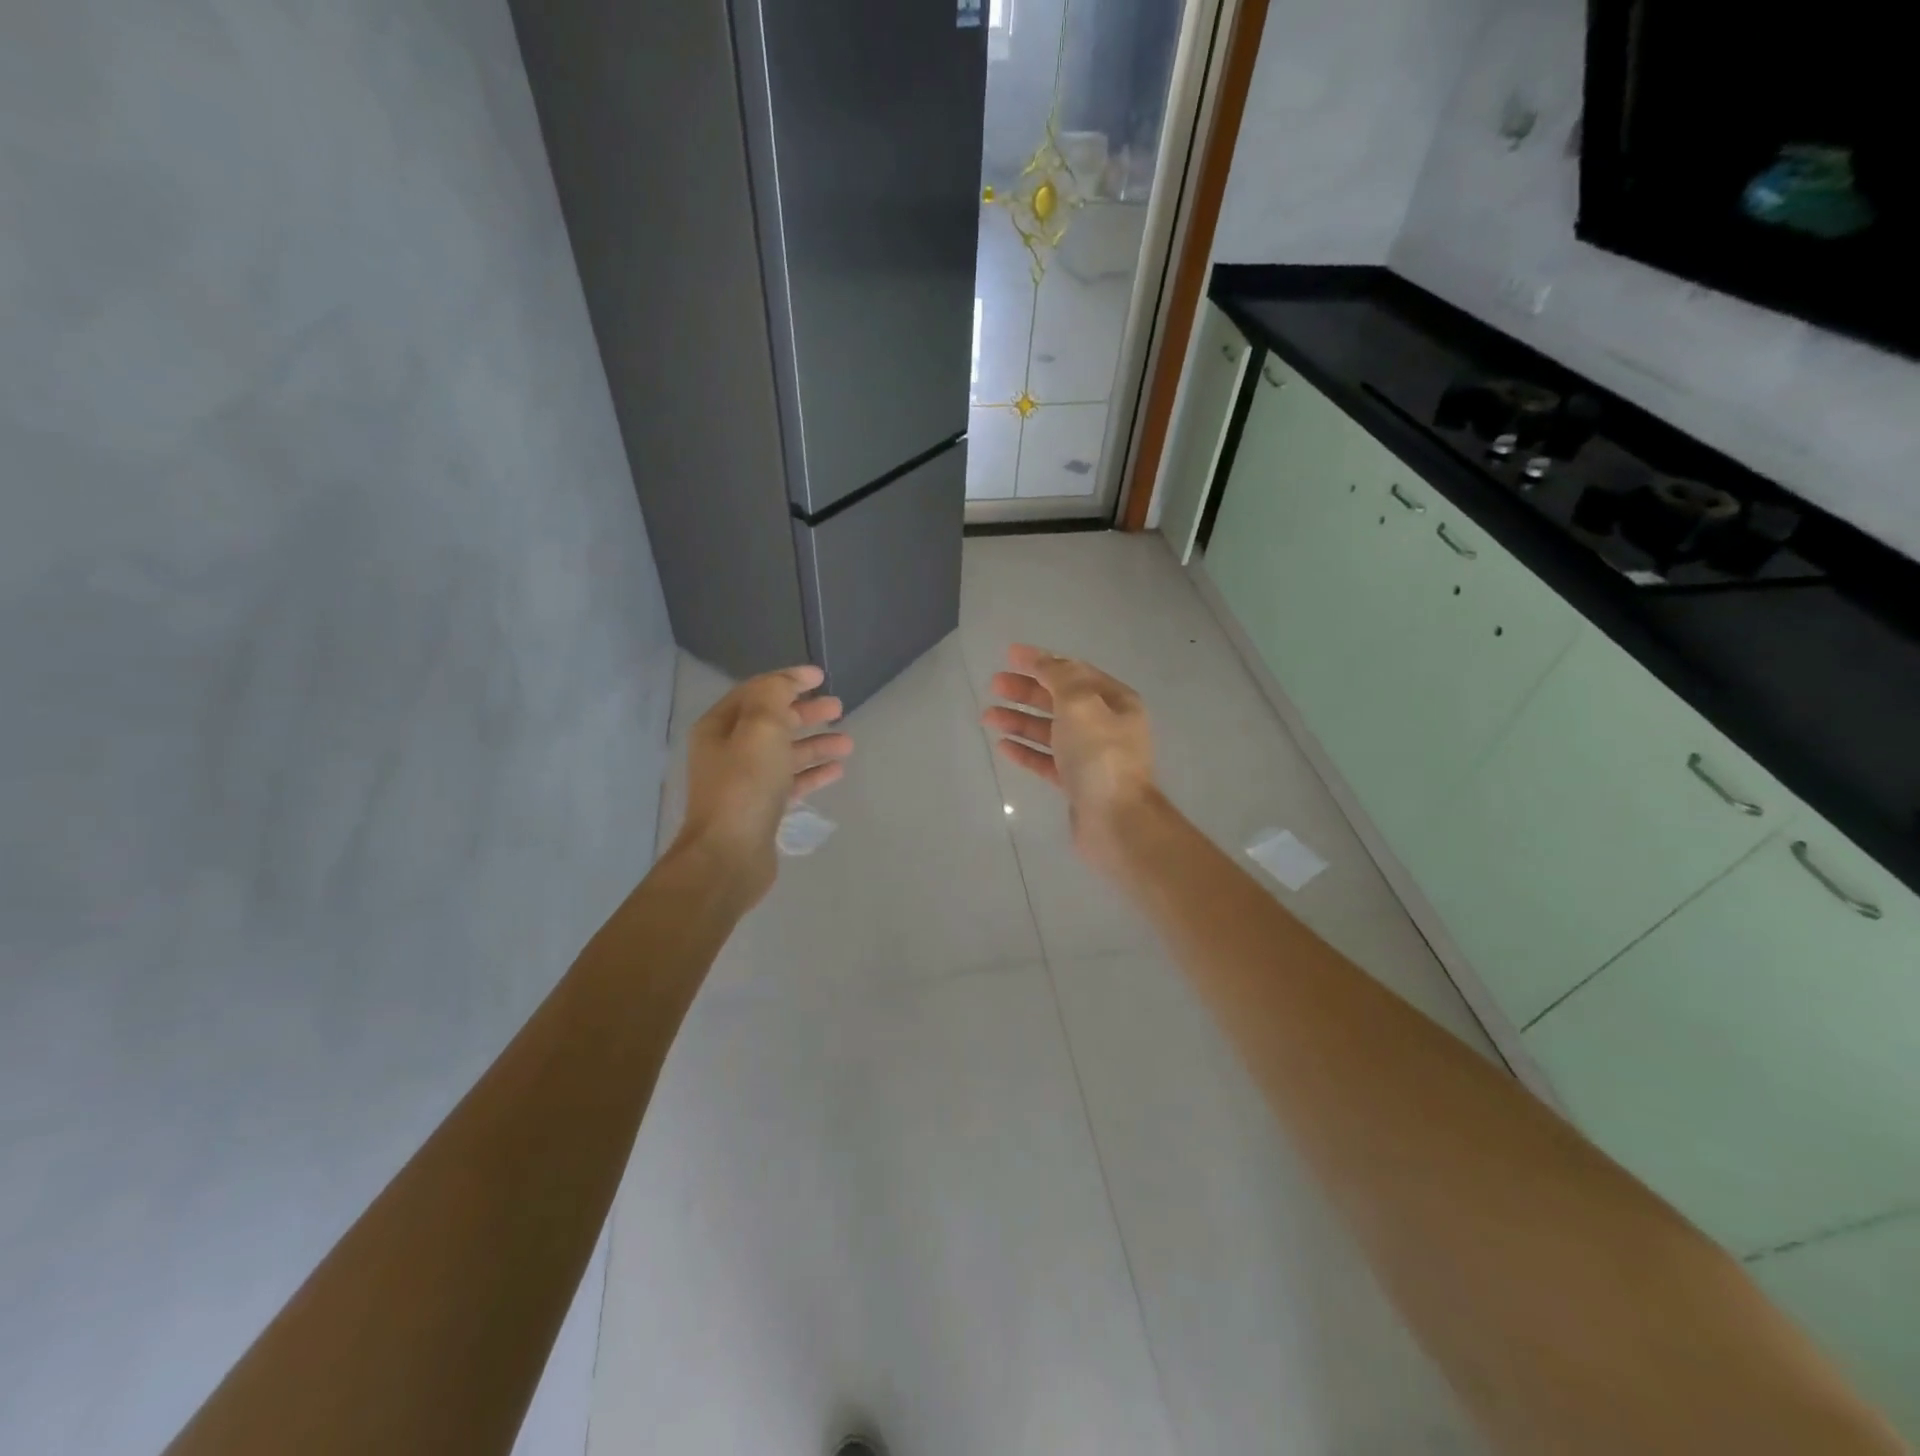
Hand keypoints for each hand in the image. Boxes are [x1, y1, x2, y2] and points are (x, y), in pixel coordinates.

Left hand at [674, 665, 852, 901]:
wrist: (729, 856)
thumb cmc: (745, 785)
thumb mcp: (761, 727)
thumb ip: (774, 695)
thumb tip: (787, 682)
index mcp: (719, 726)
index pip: (757, 691)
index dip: (788, 680)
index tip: (821, 677)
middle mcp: (727, 751)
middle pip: (772, 722)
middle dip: (806, 712)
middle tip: (839, 707)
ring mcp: (744, 781)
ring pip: (784, 753)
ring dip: (815, 744)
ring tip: (848, 742)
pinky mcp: (760, 808)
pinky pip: (790, 781)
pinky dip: (812, 773)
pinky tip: (837, 770)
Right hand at [980, 645, 1158, 870]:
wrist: (1116, 820)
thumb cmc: (1100, 755)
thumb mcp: (1080, 703)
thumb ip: (1060, 676)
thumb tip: (1046, 662)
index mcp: (1115, 701)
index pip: (1073, 672)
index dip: (1041, 661)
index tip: (1009, 654)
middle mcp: (1105, 725)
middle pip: (1059, 700)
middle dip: (1026, 691)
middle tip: (994, 685)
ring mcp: (1091, 756)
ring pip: (1049, 731)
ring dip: (1019, 720)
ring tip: (987, 716)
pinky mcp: (1076, 783)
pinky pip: (1046, 760)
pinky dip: (1025, 750)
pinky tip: (1002, 746)